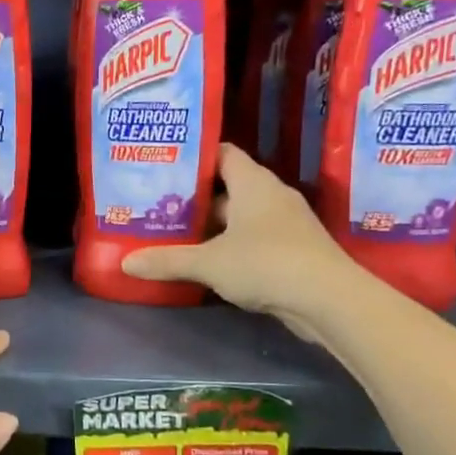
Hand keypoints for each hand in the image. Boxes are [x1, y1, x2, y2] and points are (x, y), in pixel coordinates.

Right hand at [122, 143, 361, 339]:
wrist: (329, 300)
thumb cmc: (266, 264)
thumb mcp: (208, 263)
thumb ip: (167, 261)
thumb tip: (126, 263)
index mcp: (253, 183)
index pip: (223, 154)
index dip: (195, 157)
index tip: (165, 165)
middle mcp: (271, 196)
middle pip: (228, 187)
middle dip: (196, 196)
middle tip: (160, 203)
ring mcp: (286, 224)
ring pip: (241, 216)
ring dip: (213, 224)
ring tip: (176, 232)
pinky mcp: (293, 250)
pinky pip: (254, 238)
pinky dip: (230, 245)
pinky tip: (207, 260)